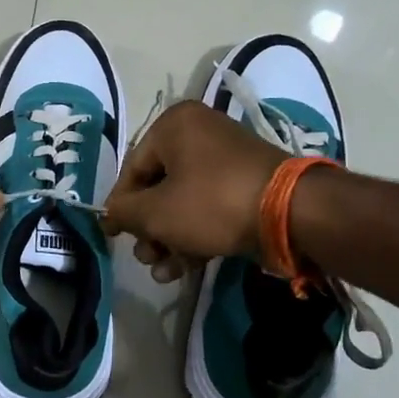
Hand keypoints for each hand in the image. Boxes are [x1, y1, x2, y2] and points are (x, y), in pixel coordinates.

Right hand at [102, 101, 284, 282]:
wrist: (290, 214)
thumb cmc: (212, 202)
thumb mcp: (156, 212)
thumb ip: (123, 212)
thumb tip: (108, 215)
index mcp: (174, 125)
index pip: (133, 169)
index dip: (120, 206)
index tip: (114, 236)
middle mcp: (200, 134)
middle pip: (158, 187)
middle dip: (149, 229)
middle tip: (146, 256)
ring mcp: (226, 160)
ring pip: (183, 202)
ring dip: (169, 239)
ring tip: (163, 271)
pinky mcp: (245, 186)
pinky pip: (209, 208)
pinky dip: (194, 235)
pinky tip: (184, 269)